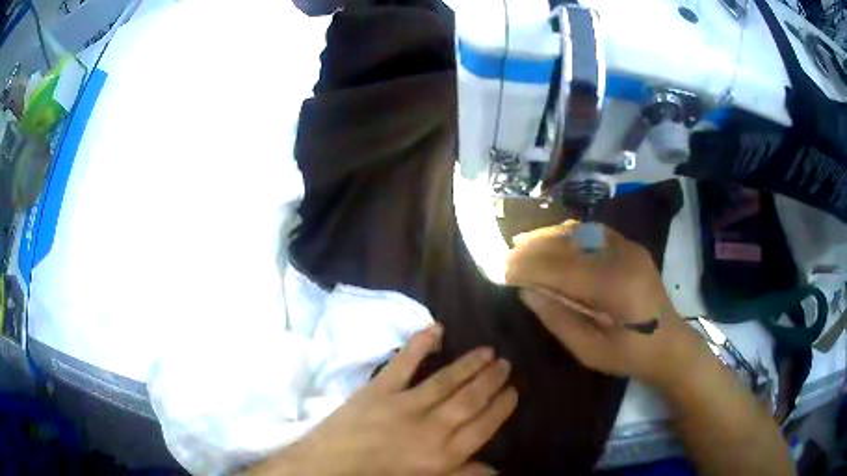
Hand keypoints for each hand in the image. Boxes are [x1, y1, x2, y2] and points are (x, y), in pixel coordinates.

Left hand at [250, 325, 516, 475]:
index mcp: (443, 455)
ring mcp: (404, 405)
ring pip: (446, 380)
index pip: (484, 426)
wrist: (329, 468)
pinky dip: (420, 344)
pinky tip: (437, 329)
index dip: (502, 407)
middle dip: (491, 381)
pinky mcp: (378, 389)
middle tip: (506, 364)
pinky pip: (403, 363)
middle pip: (470, 400)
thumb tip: (496, 471)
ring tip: (488, 351)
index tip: (514, 391)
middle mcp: (431, 427)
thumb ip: (461, 474)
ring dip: (469, 364)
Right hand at [505, 221, 703, 387]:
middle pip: (569, 243)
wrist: (670, 344)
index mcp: (614, 287)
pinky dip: (569, 235)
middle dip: (534, 247)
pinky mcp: (631, 247)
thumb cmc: (630, 355)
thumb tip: (526, 292)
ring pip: (580, 232)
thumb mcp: (590, 351)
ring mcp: (629, 248)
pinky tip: (554, 241)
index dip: (529, 267)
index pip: (561, 268)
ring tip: (523, 243)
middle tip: (508, 254)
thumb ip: (558, 319)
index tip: (503, 269)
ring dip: (549, 236)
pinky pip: (593, 233)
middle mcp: (622, 257)